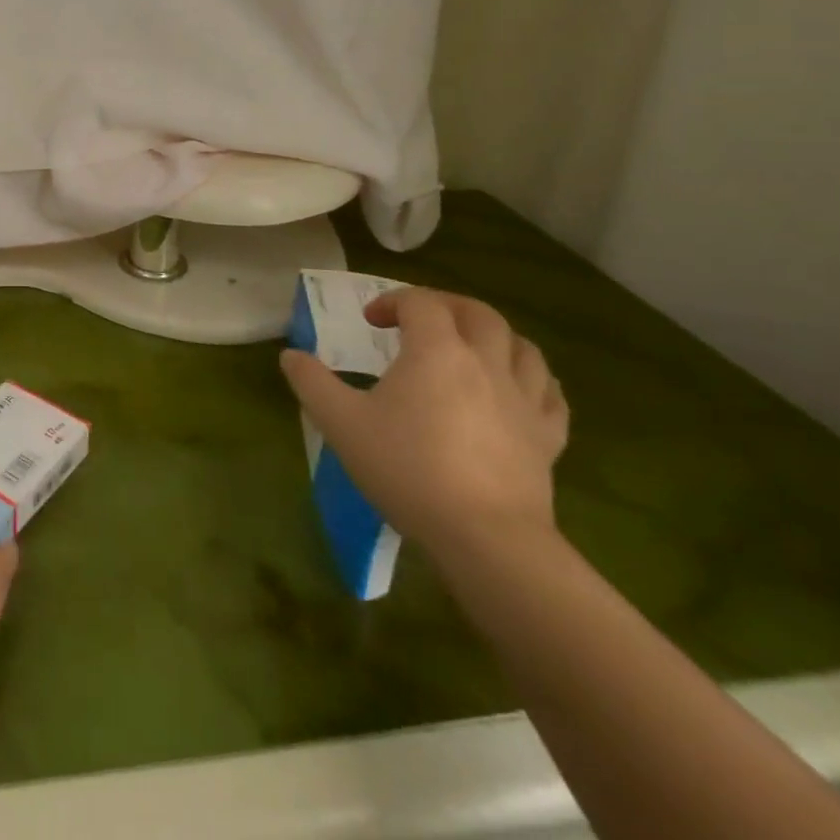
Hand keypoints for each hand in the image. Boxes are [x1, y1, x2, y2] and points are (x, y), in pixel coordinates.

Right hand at [280, 287, 568, 558]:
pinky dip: (531, 379)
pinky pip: (549, 393)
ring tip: (470, 348)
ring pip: (522, 346)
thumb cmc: (407, 468)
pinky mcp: (547, 437)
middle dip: (446, 306)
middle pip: (477, 312)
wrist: (485, 538)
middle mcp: (485, 362)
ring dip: (493, 336)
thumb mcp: (341, 422)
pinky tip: (516, 390)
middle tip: (420, 321)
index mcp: (437, 351)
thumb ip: (312, 382)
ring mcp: (524, 400)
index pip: (420, 302)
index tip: (370, 322)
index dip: (392, 301)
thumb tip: (290, 355)